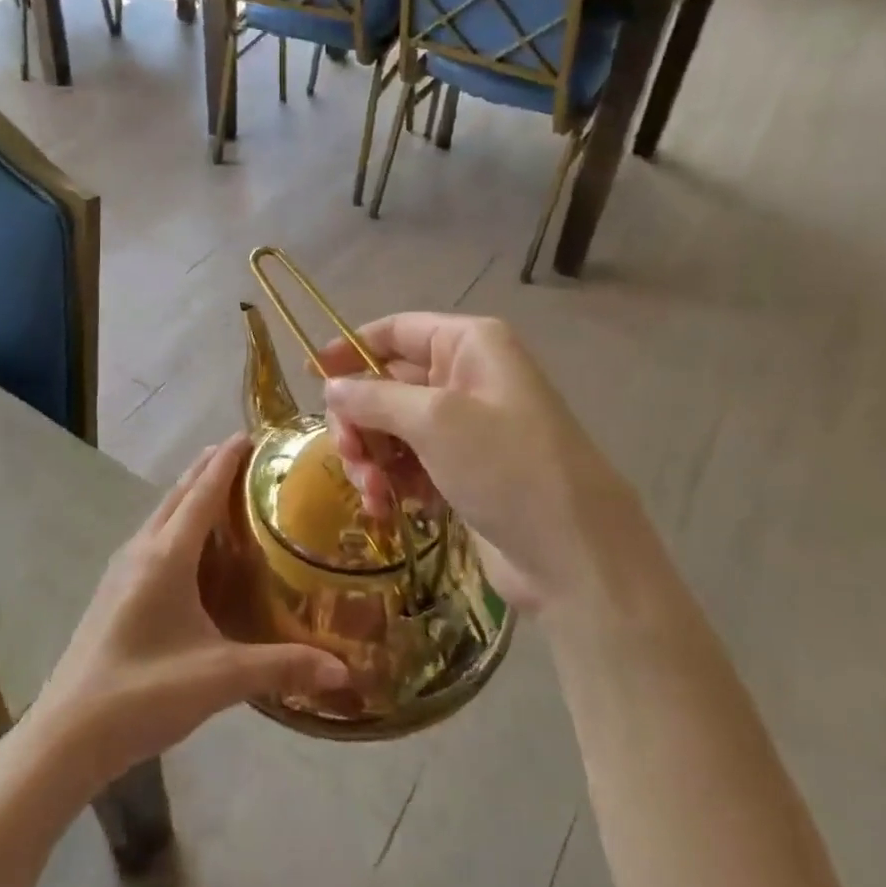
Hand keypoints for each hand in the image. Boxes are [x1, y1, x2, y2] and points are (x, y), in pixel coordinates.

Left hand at [28, 436, 348, 795]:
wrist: (67, 734)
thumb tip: (345, 670)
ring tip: (223, 487)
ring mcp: (122, 568)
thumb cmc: (145, 694)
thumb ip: (283, 667)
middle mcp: (142, 549)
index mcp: (167, 555)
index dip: (227, 459)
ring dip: (191, 492)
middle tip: (246, 453)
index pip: (203, 491)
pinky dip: (177, 520)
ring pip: (162, 513)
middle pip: (179, 493)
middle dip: (209, 467)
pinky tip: (192, 545)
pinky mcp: (114, 589)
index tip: (251, 434)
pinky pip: (152, 536)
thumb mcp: (220, 678)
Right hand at [318, 314, 641, 613]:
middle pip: (387, 383)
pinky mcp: (462, 471)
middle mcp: (466, 377)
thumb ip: (374, 397)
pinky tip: (388, 507)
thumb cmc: (506, 466)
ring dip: (372, 458)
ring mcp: (465, 427)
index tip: (311, 377)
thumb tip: (331, 387)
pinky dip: (392, 482)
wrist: (574, 554)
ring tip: (373, 492)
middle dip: (360, 420)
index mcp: (469, 345)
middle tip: (348, 454)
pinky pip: (409, 463)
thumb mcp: (434, 421)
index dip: (351, 349)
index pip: (396, 331)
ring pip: (392, 428)